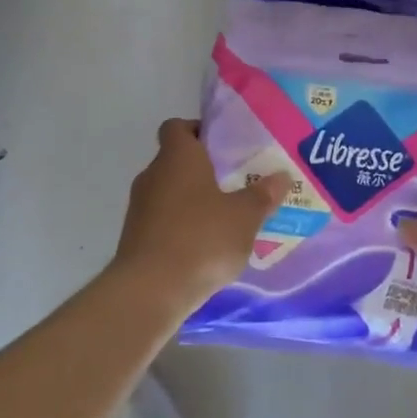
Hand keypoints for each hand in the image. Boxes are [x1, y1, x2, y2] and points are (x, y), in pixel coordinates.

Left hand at [112, 119, 292, 309]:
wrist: (150, 290)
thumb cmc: (201, 239)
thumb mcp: (245, 217)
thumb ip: (263, 195)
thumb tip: (281, 176)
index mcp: (177, 157)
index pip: (178, 127)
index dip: (198, 130)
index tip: (224, 146)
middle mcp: (152, 175)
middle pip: (175, 161)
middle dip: (203, 170)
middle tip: (236, 182)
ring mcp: (139, 208)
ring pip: (169, 193)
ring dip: (192, 201)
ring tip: (225, 218)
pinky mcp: (135, 238)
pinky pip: (162, 221)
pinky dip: (181, 227)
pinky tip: (205, 247)